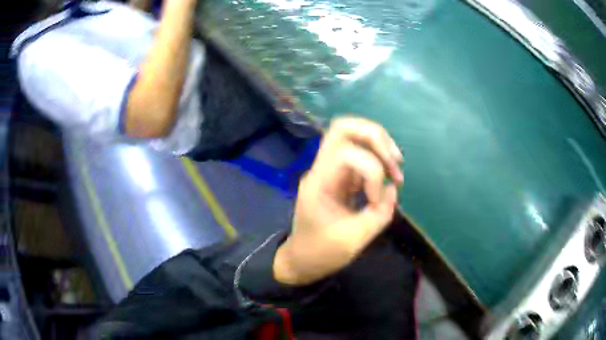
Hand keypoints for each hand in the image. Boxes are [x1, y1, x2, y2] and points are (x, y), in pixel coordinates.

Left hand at [274, 117, 403, 285]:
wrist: (301, 261)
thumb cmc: (321, 253)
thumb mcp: (354, 239)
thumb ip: (380, 213)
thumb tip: (393, 188)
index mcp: (319, 182)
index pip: (346, 153)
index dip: (371, 172)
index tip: (375, 201)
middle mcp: (321, 169)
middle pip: (344, 128)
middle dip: (375, 137)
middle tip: (395, 161)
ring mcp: (329, 171)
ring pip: (352, 137)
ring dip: (379, 148)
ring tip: (396, 171)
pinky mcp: (339, 179)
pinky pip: (359, 156)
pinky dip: (377, 162)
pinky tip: (389, 178)